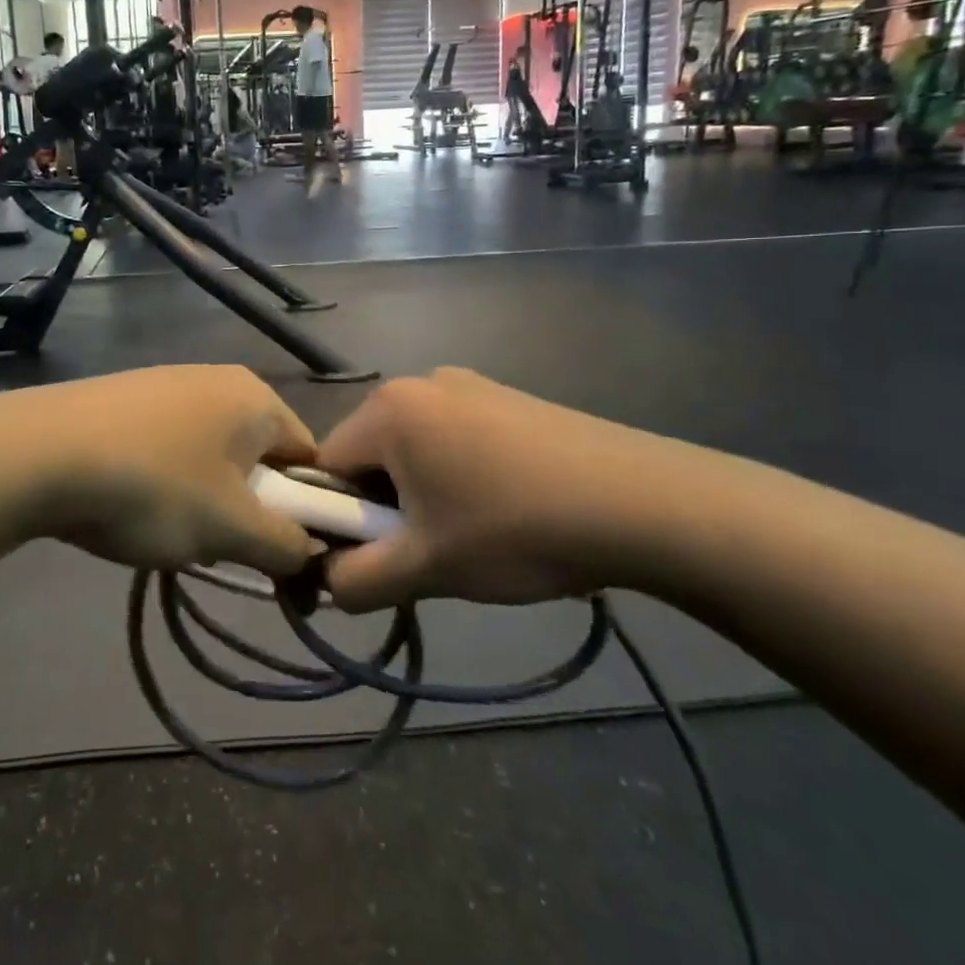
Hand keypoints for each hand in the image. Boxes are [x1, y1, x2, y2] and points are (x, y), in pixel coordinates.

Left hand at [0, 366, 321, 577]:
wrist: (39, 453)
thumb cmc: (153, 487)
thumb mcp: (230, 529)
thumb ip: (285, 545)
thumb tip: (309, 553)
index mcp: (256, 398)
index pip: (309, 457)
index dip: (305, 510)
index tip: (278, 551)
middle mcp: (219, 379)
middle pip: (258, 456)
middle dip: (248, 508)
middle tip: (218, 546)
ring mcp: (168, 382)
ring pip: (212, 455)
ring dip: (205, 499)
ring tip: (166, 531)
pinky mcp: (127, 396)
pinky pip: (170, 445)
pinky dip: (165, 479)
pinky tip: (131, 504)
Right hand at [317, 369, 721, 610]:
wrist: (640, 502)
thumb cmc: (515, 529)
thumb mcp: (426, 568)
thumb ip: (355, 581)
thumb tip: (324, 580)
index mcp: (387, 409)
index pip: (325, 466)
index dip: (335, 519)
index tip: (371, 558)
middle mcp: (419, 383)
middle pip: (369, 454)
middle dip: (381, 507)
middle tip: (424, 553)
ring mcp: (467, 385)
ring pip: (413, 449)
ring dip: (420, 494)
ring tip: (469, 535)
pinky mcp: (504, 397)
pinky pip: (452, 437)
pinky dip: (455, 474)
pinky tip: (502, 508)